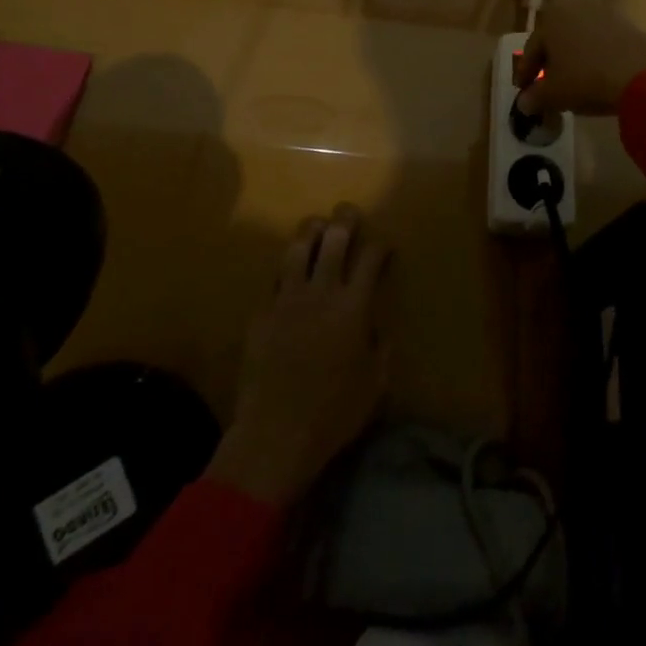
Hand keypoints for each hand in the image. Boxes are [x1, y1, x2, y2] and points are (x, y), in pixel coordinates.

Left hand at [207, 209, 391, 505]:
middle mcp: (321, 292)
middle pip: (334, 239)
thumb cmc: (333, 413)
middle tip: (348, 212)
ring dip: (310, 232)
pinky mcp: (261, 313)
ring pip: (298, 248)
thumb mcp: (374, 384)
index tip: (384, 247)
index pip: (370, 258)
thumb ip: (380, 349)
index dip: (380, 246)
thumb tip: (377, 327)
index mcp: (353, 307)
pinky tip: (289, 274)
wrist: (275, 434)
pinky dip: (286, 271)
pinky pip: (275, 280)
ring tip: (317, 227)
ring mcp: (287, 300)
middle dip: (345, 220)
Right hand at [513, 0, 645, 116]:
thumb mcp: (553, 94)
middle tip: (546, 87)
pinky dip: (593, 56)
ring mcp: (604, 12)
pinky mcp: (627, 24)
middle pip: (555, 39)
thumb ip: (534, 97)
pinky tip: (595, 76)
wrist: (643, 76)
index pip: (532, 48)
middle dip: (549, 63)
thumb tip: (524, 103)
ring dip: (572, 58)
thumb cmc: (586, 79)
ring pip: (578, 39)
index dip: (526, 74)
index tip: (524, 93)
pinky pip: (600, 41)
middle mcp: (575, 5)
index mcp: (551, 15)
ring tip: (572, 83)